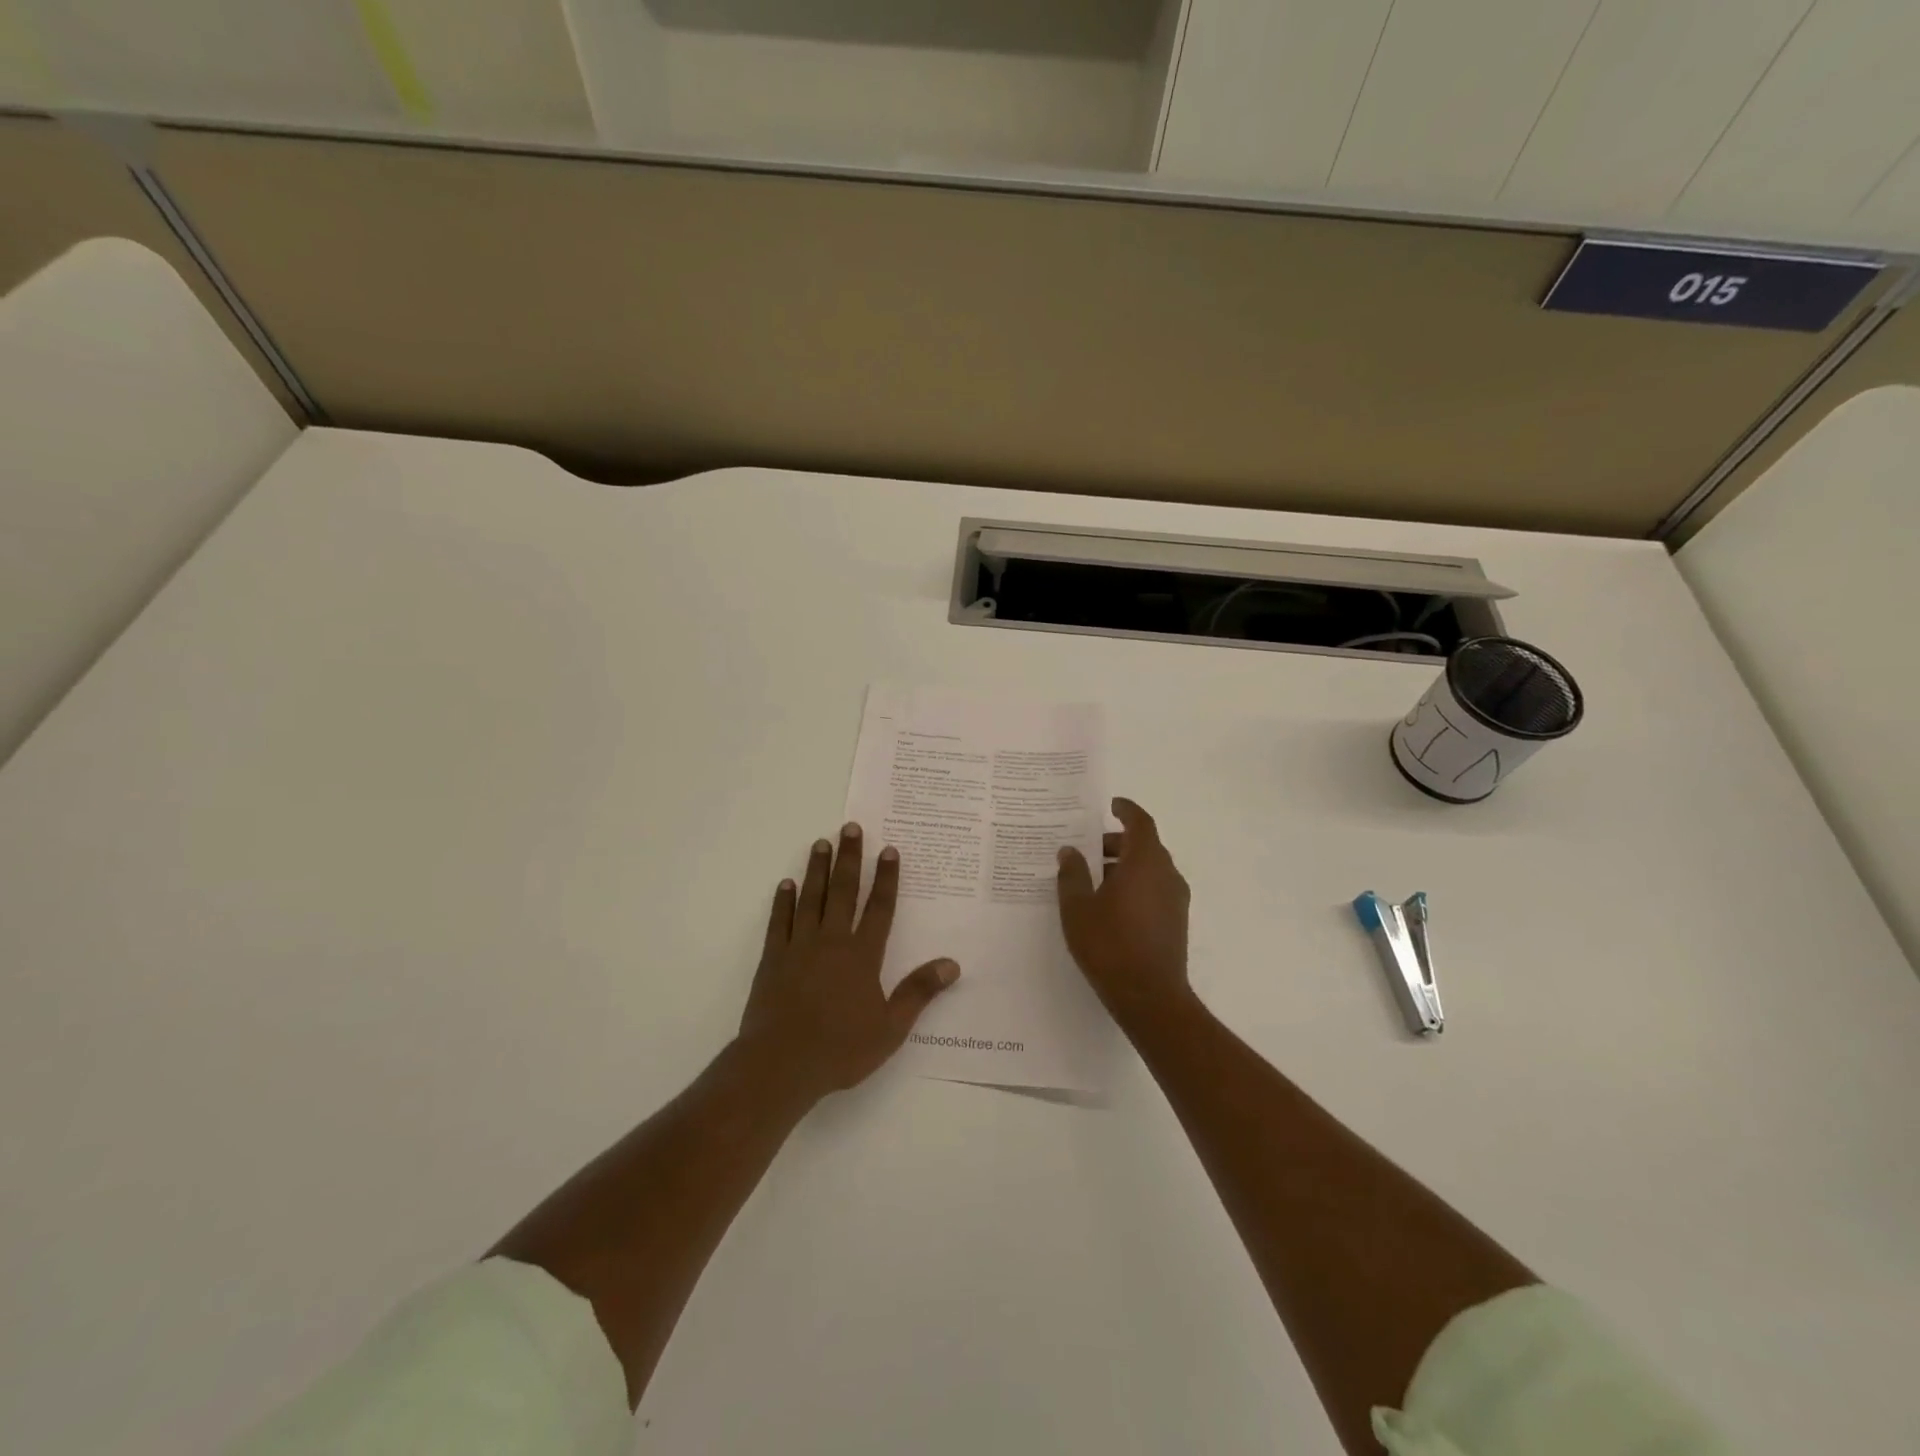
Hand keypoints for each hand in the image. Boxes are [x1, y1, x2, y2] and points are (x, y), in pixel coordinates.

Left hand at [738, 823, 959, 1102]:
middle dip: (850, 858)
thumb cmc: (840, 1049)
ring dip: (818, 869)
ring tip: (821, 843)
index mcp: (862, 956)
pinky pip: (780, 921)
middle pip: (844, 891)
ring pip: (811, 898)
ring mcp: (799, 947)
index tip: (888, 850)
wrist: (781, 1064)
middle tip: (851, 827)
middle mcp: (832, 941)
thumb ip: (919, 992)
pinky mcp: (773, 958)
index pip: (880, 908)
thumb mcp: (890, 1028)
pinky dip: (783, 901)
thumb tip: (952, 964)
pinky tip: (785, 884)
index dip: (886, 878)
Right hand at [1056, 797, 1191, 1024]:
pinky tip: (1110, 905)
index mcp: (1144, 862)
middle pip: (1144, 845)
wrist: (1150, 997)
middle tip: (1089, 848)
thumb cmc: (1110, 945)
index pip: (1140, 822)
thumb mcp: (1078, 908)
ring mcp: (1176, 899)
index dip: (1126, 809)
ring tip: (1093, 879)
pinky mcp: (1176, 921)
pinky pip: (1155, 888)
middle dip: (1117, 842)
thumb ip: (1072, 874)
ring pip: (1150, 868)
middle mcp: (1166, 874)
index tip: (1111, 804)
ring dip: (1125, 865)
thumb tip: (1070, 851)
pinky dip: (1135, 884)